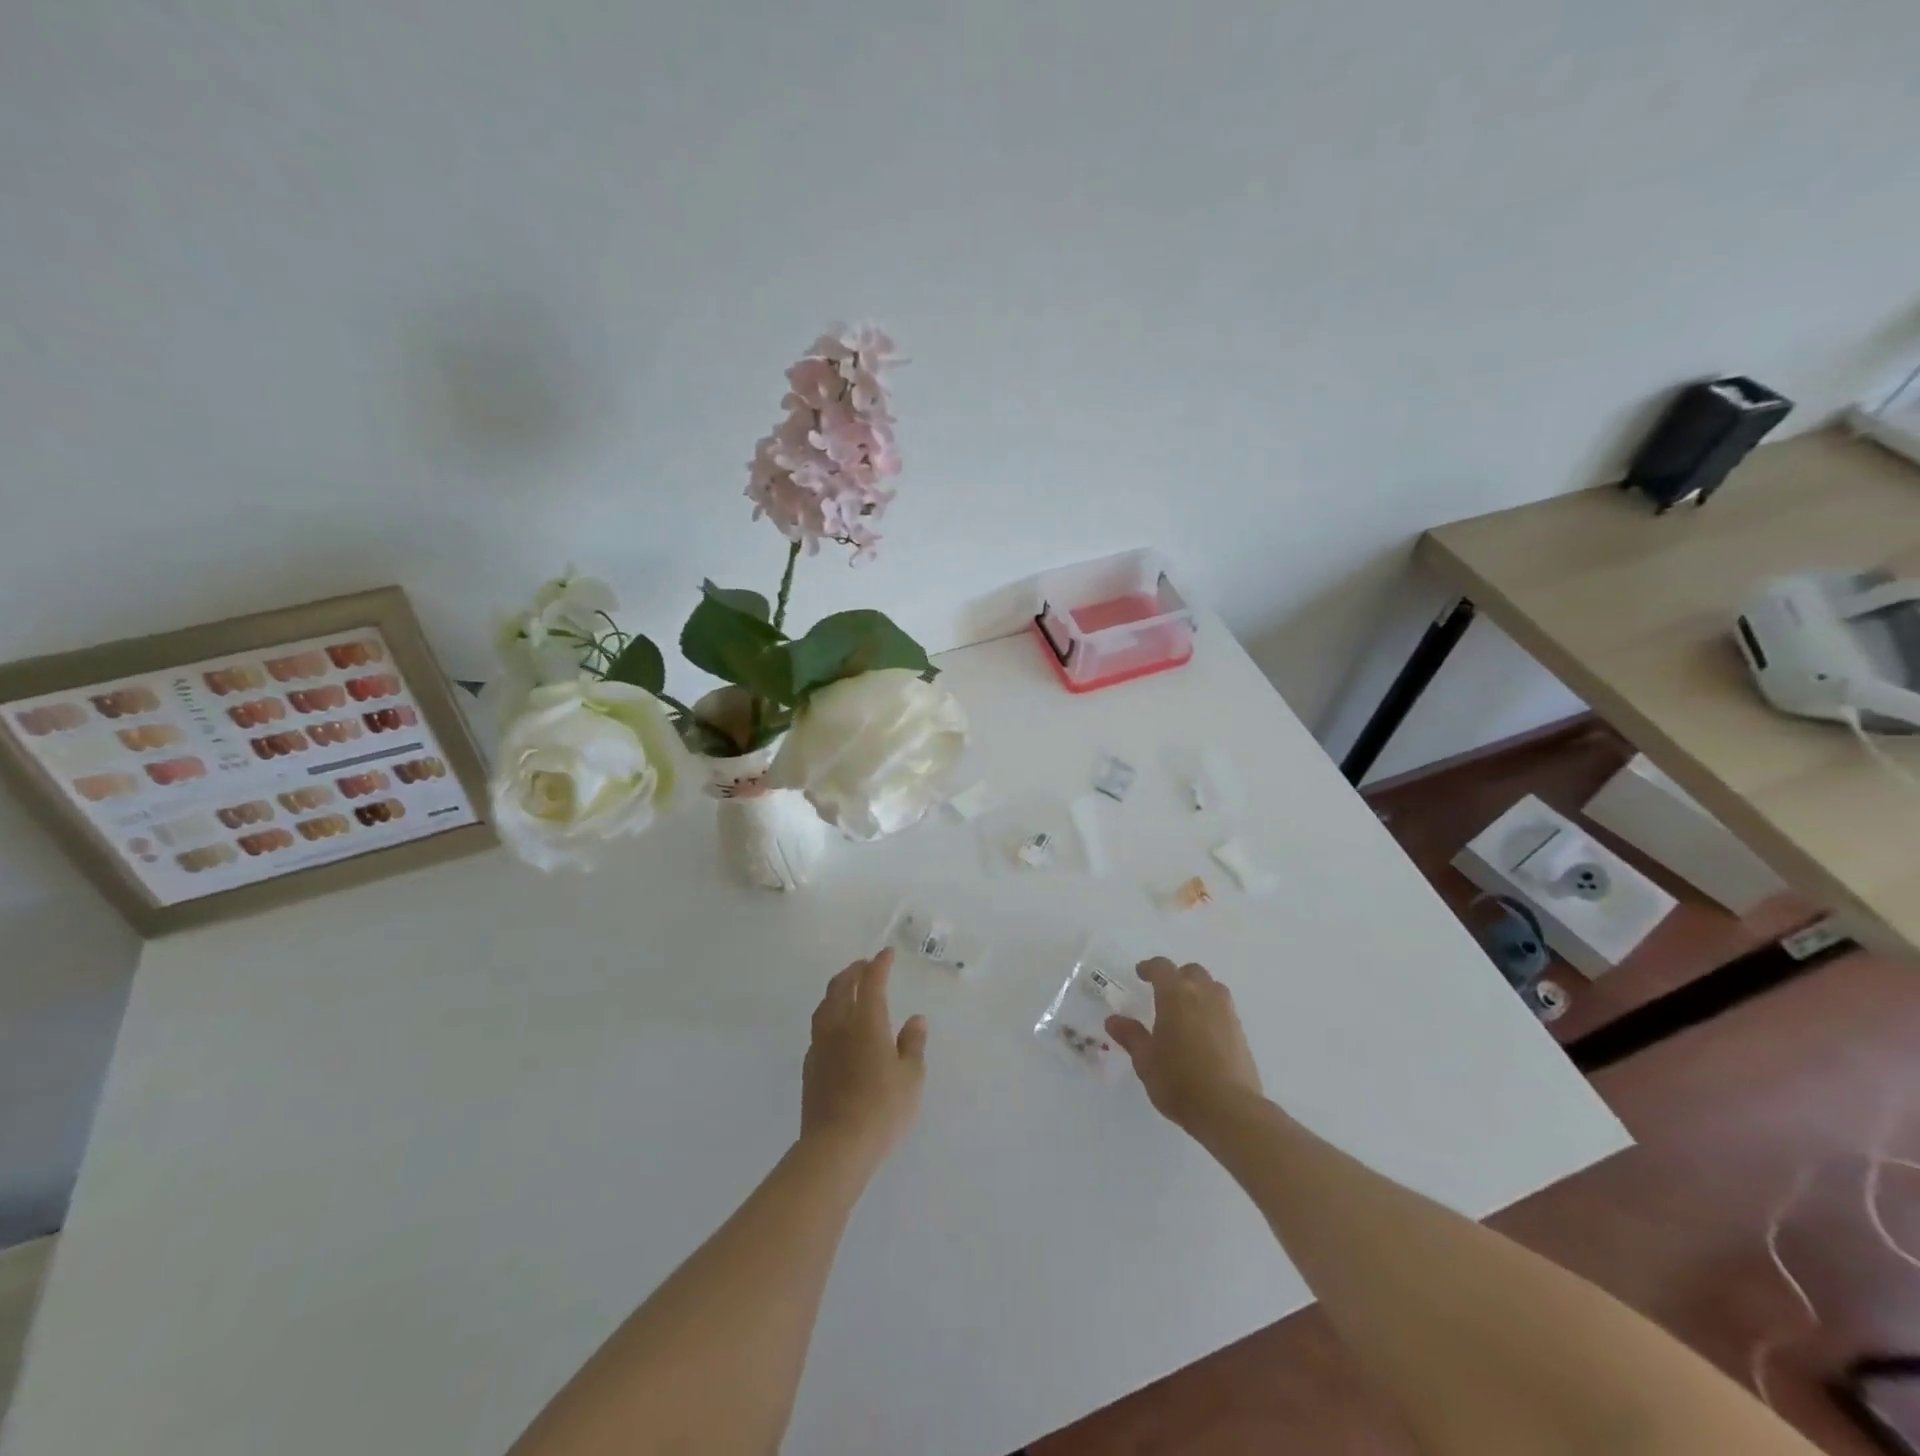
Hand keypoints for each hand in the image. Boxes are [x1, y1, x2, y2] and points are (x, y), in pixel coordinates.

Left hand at [801, 948, 927, 1169]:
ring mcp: (820, 1046)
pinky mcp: (810, 1067)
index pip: (872, 983)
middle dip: (853, 972)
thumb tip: (915, 1019)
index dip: (879, 965)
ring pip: (825, 1006)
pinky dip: (828, 1016)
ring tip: (846, 989)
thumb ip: (913, 1044)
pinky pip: (818, 1029)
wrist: (836, 1147)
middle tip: (864, 965)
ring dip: (836, 990)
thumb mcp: (911, 1077)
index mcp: (867, 1023)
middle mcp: (840, 1026)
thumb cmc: (882, 1109)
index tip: (886, 954)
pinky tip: (836, 1028)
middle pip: (841, 988)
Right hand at [1107, 958, 1262, 1130]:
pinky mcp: (1241, 1032)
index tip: (1140, 973)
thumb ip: (1131, 1036)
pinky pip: (1223, 1009)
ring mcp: (1226, 1012)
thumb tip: (1114, 1020)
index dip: (1150, 967)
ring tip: (1186, 1010)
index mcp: (1176, 995)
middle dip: (1177, 976)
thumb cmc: (1179, 1081)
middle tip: (1163, 992)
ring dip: (1198, 990)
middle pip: (1191, 971)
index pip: (1162, 967)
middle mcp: (1204, 995)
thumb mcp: (1146, 1061)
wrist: (1229, 1110)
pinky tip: (1203, 1032)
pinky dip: (1211, 1010)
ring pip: (1212, 987)